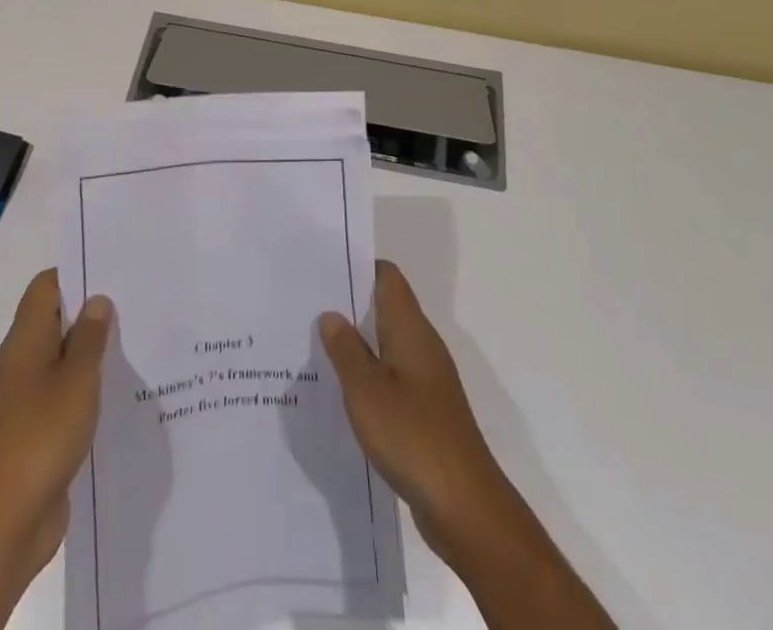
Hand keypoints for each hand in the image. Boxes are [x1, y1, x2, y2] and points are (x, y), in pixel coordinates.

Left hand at [0, 268, 112, 584]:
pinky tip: (117, 392)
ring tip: (134, 343)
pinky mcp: (36, 431)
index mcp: (25, 341)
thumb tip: (97, 300)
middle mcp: (22, 363)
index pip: (46, 287)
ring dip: (91, 352)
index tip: (112, 271)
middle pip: (55, 320)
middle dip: (90, 312)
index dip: (76, 274)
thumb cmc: (41, 437)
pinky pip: (63, 394)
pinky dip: (86, 387)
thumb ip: (90, 338)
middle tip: (134, 304)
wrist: (5, 523)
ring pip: (61, 359)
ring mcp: (26, 399)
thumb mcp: (77, 380)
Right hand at [316, 260, 511, 564]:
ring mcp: (426, 379)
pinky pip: (391, 376)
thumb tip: (331, 313)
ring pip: (386, 344)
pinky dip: (368, 375)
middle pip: (385, 307)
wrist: (465, 506)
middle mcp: (421, 345)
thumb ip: (346, 349)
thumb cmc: (413, 436)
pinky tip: (341, 391)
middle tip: (306, 305)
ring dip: (356, 342)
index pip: (387, 277)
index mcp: (410, 329)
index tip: (323, 267)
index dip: (358, 266)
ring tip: (314, 344)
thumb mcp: (366, 391)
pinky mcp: (425, 410)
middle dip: (350, 303)